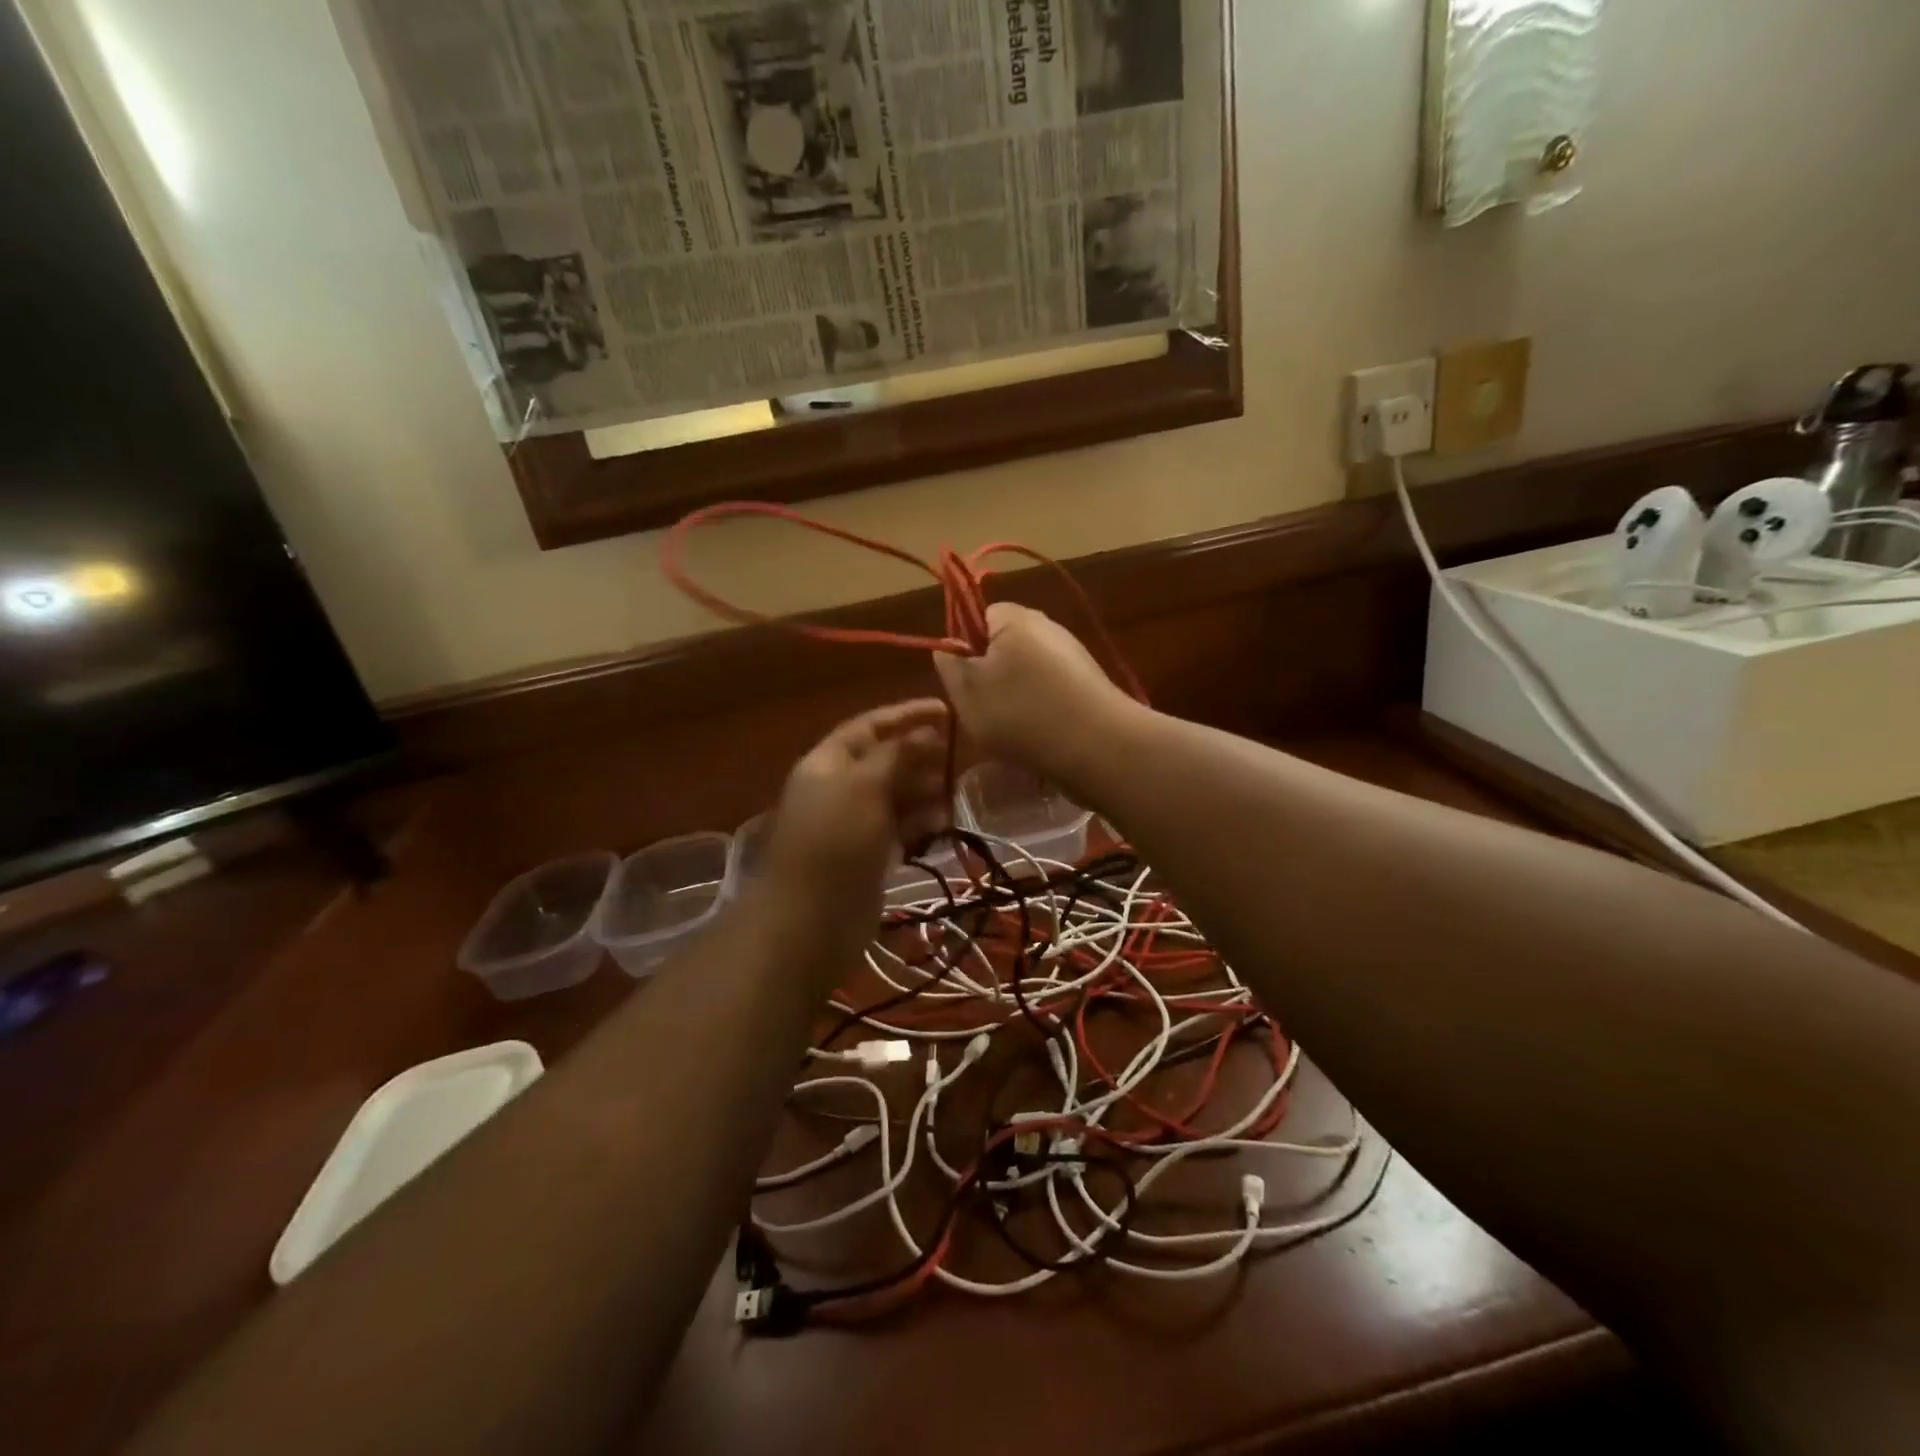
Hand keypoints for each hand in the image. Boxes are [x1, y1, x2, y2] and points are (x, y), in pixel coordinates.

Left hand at [762, 701, 951, 923]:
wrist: (810, 921)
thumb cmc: (834, 842)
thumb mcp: (864, 787)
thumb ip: (897, 755)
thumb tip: (927, 730)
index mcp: (828, 763)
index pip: (868, 726)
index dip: (905, 715)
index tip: (946, 710)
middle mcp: (840, 788)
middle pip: (885, 759)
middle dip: (920, 752)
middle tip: (961, 753)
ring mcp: (855, 823)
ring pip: (896, 794)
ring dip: (925, 788)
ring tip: (956, 788)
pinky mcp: (870, 854)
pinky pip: (900, 826)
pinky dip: (921, 820)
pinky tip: (944, 821)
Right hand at [932, 604, 1136, 788]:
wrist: (1098, 748)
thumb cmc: (1021, 713)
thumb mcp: (967, 691)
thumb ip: (950, 665)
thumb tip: (947, 648)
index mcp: (1015, 618)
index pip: (979, 615)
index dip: (965, 645)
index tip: (964, 680)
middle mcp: (1048, 628)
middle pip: (1005, 645)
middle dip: (991, 675)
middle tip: (983, 709)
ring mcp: (1074, 657)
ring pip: (1028, 673)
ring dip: (1016, 697)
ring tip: (1012, 729)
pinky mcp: (1090, 685)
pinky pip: (1052, 692)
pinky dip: (1041, 711)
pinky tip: (1040, 736)